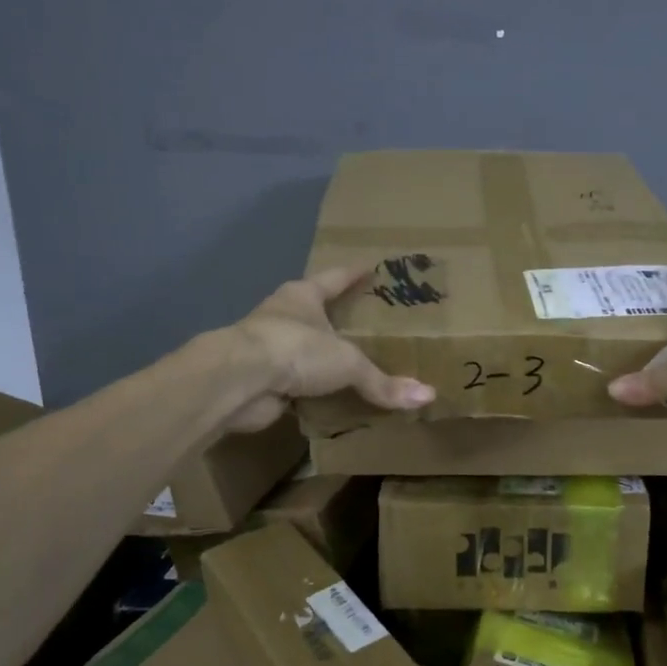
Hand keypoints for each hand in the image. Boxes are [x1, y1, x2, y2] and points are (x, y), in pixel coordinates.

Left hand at [223, 265, 435, 432]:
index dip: (353, 273)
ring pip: (303, 350)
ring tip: (353, 363)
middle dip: (337, 317)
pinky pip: (297, 385)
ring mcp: (268, 349)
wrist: (238, 382)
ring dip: (321, 357)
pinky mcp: (262, 381)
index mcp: (302, 297)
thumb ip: (383, 381)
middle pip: (315, 312)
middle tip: (367, 321)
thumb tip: (428, 397)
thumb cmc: (295, 349)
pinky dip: (312, 391)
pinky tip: (331, 398)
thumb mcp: (348, 362)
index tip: (371, 266)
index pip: (334, 278)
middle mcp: (283, 317)